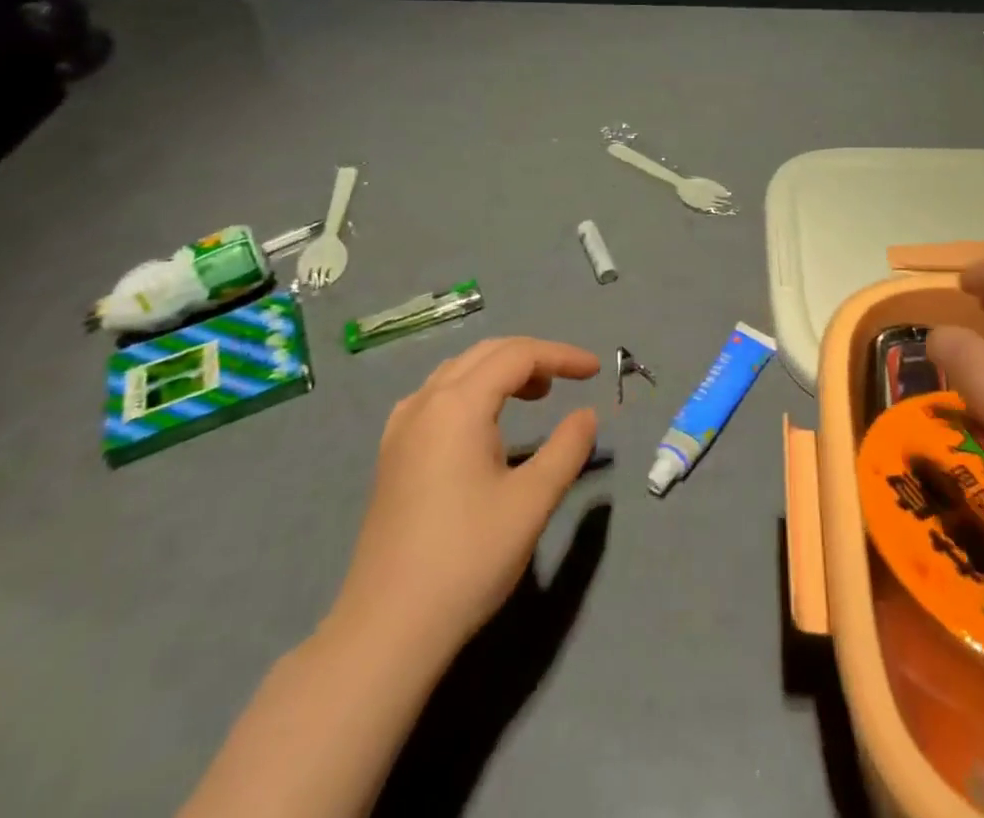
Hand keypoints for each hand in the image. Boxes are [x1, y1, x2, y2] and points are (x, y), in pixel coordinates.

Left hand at [328, 338, 599, 655]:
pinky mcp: (392, 455)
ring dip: (500, 372)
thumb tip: (587, 414)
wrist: (388, 629)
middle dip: (532, 357)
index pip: (518, 355)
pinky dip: (471, 391)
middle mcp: (426, 402)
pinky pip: (437, 397)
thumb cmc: (467, 559)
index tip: (595, 371)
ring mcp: (402, 428)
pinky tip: (482, 424)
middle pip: (486, 354)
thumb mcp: (532, 502)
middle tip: (569, 379)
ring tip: (535, 396)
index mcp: (458, 404)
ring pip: (458, 372)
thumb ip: (567, 448)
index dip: (561, 355)